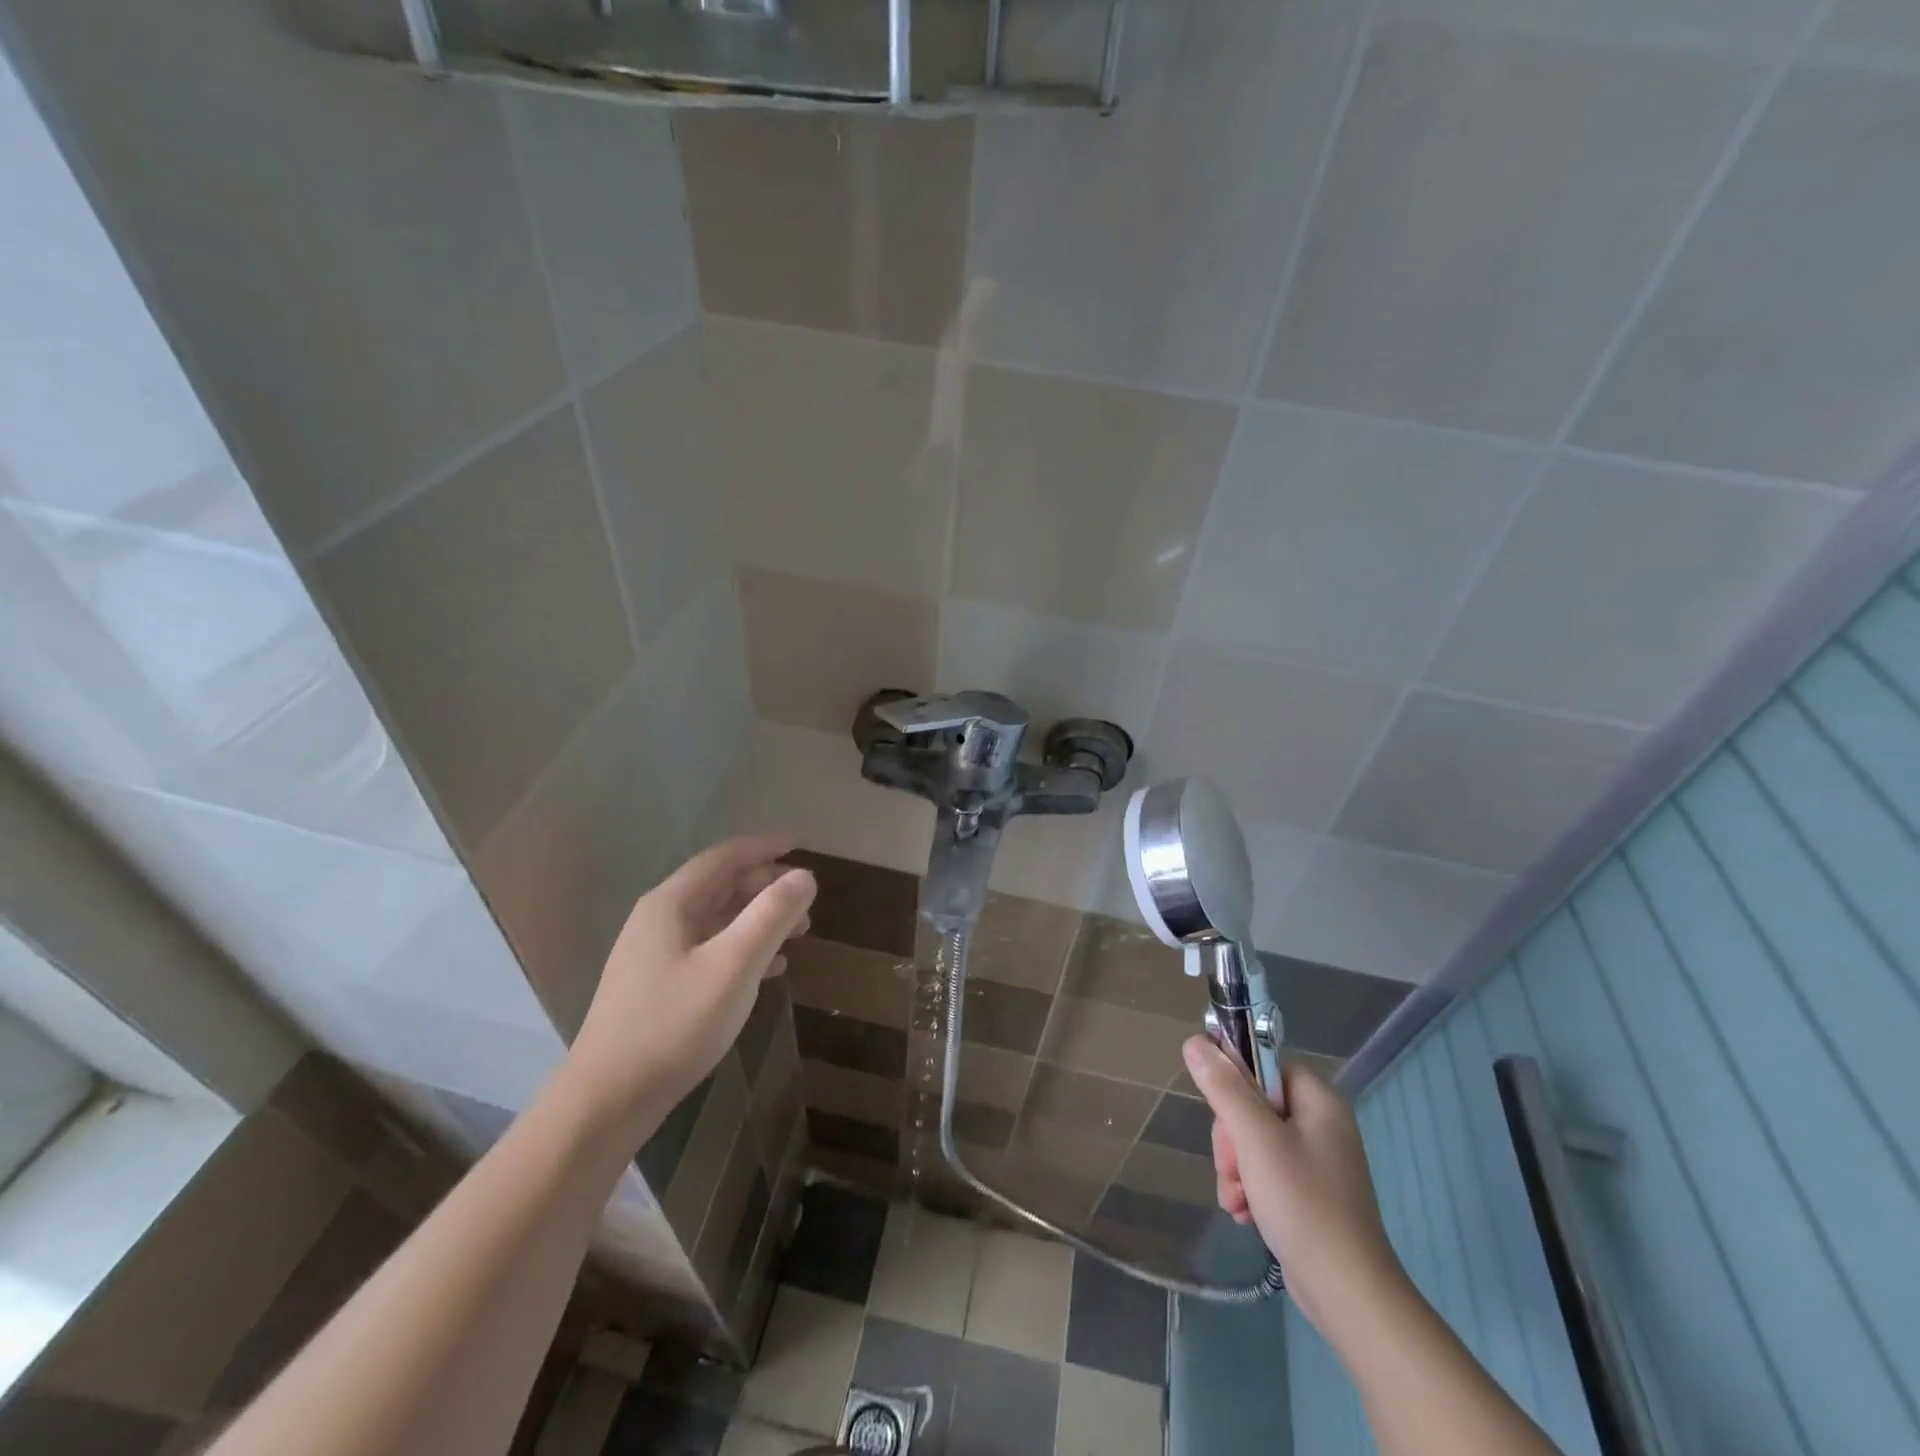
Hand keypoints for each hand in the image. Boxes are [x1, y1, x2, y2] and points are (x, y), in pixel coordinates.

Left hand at [564, 835, 815, 1126]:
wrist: (607, 1100)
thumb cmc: (674, 1025)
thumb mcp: (733, 966)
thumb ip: (771, 916)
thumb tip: (805, 876)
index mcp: (671, 904)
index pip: (724, 857)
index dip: (765, 846)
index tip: (802, 843)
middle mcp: (659, 919)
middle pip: (720, 885)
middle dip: (767, 886)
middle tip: (808, 899)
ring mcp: (655, 954)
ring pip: (717, 919)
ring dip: (759, 918)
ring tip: (800, 931)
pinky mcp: (658, 985)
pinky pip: (709, 949)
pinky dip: (743, 947)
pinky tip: (771, 968)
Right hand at [1183, 1037, 1404, 1338]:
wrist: (1349, 1295)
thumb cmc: (1303, 1204)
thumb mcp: (1255, 1139)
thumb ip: (1224, 1087)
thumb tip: (1195, 1042)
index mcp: (1318, 1099)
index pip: (1262, 1065)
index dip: (1235, 1086)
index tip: (1225, 1118)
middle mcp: (1321, 1122)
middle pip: (1253, 1104)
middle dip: (1231, 1138)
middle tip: (1231, 1168)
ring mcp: (1317, 1159)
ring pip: (1253, 1139)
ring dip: (1235, 1167)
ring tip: (1237, 1199)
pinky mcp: (1310, 1191)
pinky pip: (1266, 1169)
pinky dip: (1249, 1187)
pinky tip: (1245, 1212)